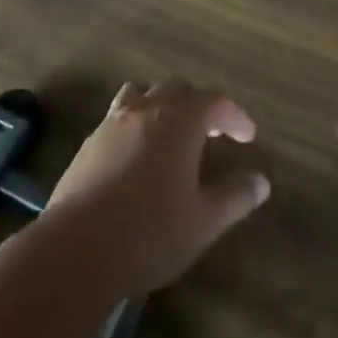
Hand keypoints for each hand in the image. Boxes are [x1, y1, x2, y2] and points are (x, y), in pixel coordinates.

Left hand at [40, 80, 270, 298]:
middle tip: (212, 133)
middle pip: (178, 89)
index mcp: (179, 121)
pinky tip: (136, 157)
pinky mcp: (88, 143)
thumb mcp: (204, 221)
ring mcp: (113, 123)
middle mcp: (146, 110)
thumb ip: (235, 197)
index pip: (215, 102)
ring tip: (171, 134)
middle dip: (199, 106)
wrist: (76, 248)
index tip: (248, 136)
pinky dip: (135, 125)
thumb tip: (261, 181)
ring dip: (162, 106)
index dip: (235, 116)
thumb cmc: (150, 232)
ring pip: (142, 95)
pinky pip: (118, 117)